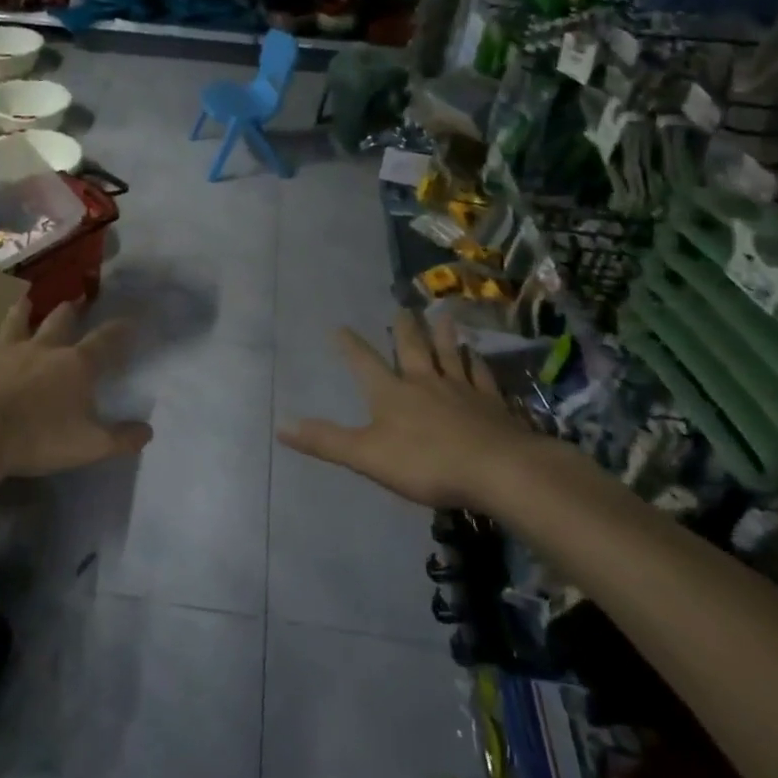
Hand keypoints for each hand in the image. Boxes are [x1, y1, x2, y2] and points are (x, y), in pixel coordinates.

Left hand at [0, 299, 152, 483]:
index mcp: (75, 365)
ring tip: (23, 299)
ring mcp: (5, 350)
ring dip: (20, 311)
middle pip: (60, 322)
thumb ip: (121, 438)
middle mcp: (42, 348)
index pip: (106, 342)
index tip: (130, 320)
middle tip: (75, 300)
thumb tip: (148, 431)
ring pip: (15, 323)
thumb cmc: (39, 439)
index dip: (120, 330)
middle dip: (70, 311)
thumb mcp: (90, 446)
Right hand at [277, 309, 547, 509]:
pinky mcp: (492, 405)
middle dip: (404, 330)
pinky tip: (478, 356)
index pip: (365, 363)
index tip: (340, 326)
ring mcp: (462, 391)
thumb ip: (325, 440)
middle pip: (412, 350)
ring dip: (444, 335)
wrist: (498, 469)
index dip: (351, 346)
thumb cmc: (426, 463)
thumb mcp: (366, 455)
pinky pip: (482, 376)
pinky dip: (478, 363)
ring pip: (450, 355)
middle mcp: (425, 383)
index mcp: (392, 394)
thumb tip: (280, 425)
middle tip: (402, 308)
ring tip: (442, 314)